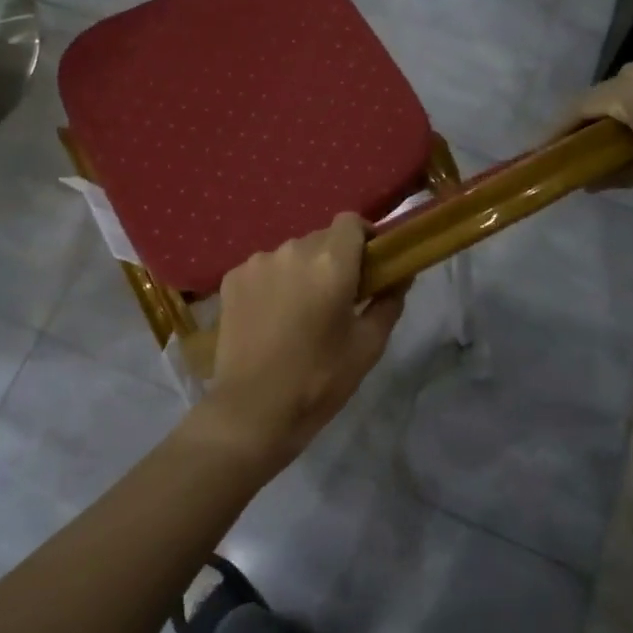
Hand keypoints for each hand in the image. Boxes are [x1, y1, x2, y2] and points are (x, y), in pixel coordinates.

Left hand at [204, 214, 405, 471]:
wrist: (252, 410)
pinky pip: (263, 269)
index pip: (351, 222)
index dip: (364, 237)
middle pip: (321, 239)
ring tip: (300, 312)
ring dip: (301, 272)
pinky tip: (272, 318)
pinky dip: (273, 283)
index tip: (370, 263)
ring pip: (291, 254)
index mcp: (331, 263)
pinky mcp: (231, 279)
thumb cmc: (319, 380)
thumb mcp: (367, 346)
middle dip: (334, 260)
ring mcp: (256, 262)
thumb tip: (400, 276)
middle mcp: (292, 250)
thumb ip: (389, 302)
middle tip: (338, 297)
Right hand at [552, 51, 632, 211]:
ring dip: (624, 108)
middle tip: (582, 148)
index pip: (580, 107)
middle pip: (608, 92)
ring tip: (623, 138)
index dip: (558, 130)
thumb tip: (585, 183)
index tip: (541, 151)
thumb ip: (612, 173)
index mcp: (632, 89)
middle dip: (591, 120)